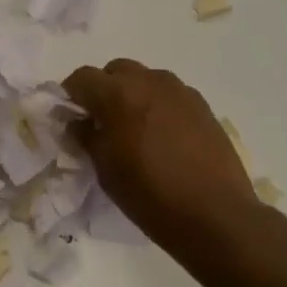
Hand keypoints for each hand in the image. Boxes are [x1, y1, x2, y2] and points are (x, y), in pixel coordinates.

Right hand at [63, 59, 264, 248]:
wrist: (215, 215)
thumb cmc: (149, 194)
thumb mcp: (105, 169)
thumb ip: (86, 136)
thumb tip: (78, 121)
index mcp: (118, 93)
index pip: (82, 77)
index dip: (72, 94)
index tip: (71, 116)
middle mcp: (149, 81)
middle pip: (116, 71)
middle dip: (104, 90)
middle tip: (102, 122)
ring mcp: (180, 91)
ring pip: (145, 80)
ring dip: (133, 95)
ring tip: (136, 129)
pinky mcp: (202, 105)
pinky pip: (170, 95)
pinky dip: (159, 106)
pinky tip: (164, 137)